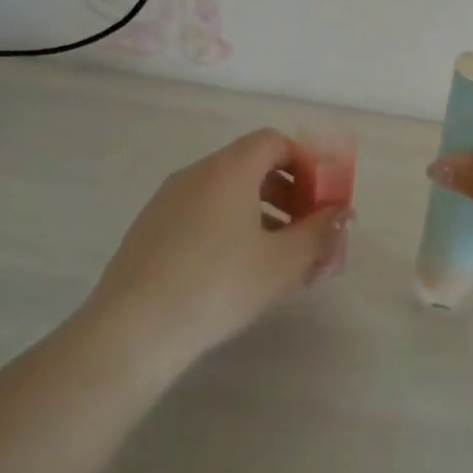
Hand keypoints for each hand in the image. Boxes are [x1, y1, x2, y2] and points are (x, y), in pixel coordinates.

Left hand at [86, 129, 351, 361]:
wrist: (132, 331)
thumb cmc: (219, 286)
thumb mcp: (284, 262)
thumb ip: (320, 231)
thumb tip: (341, 212)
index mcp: (230, 169)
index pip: (274, 142)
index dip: (305, 163)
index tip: (320, 198)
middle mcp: (196, 174)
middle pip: (251, 165)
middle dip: (287, 192)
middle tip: (305, 230)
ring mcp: (167, 200)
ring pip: (226, 192)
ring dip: (260, 213)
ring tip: (276, 257)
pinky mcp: (149, 229)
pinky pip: (201, 213)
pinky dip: (228, 226)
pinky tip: (235, 271)